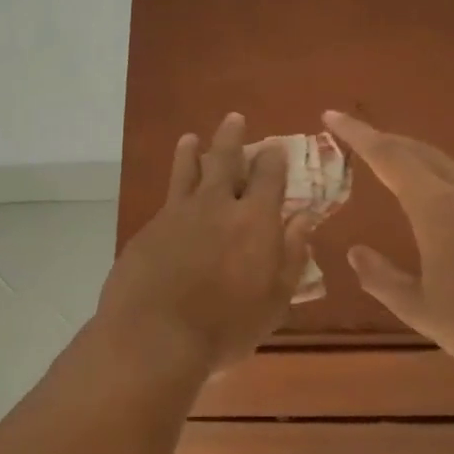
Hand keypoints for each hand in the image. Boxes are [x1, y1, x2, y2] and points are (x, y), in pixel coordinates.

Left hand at [97, 114, 315, 375]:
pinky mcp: (149, 227)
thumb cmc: (225, 327)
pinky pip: (167, 196)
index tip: (273, 146)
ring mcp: (178, 213)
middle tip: (233, 119)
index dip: (272, 158)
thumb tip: (304, 218)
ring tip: (191, 138)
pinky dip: (172, 184)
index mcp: (254, 220)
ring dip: (192, 151)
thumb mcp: (274, 300)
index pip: (268, 176)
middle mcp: (216, 205)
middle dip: (232, 137)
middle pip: (224, 159)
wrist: (154, 334)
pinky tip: (173, 190)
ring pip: (188, 170)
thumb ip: (291, 255)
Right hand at [324, 111, 453, 391]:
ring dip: (410, 154)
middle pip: (417, 150)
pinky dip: (435, 172)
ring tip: (385, 160)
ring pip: (444, 161)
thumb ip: (382, 279)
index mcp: (438, 207)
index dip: (357, 134)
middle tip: (352, 136)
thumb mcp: (422, 310)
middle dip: (382, 138)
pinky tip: (432, 193)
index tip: (331, 116)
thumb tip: (356, 252)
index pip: (388, 156)